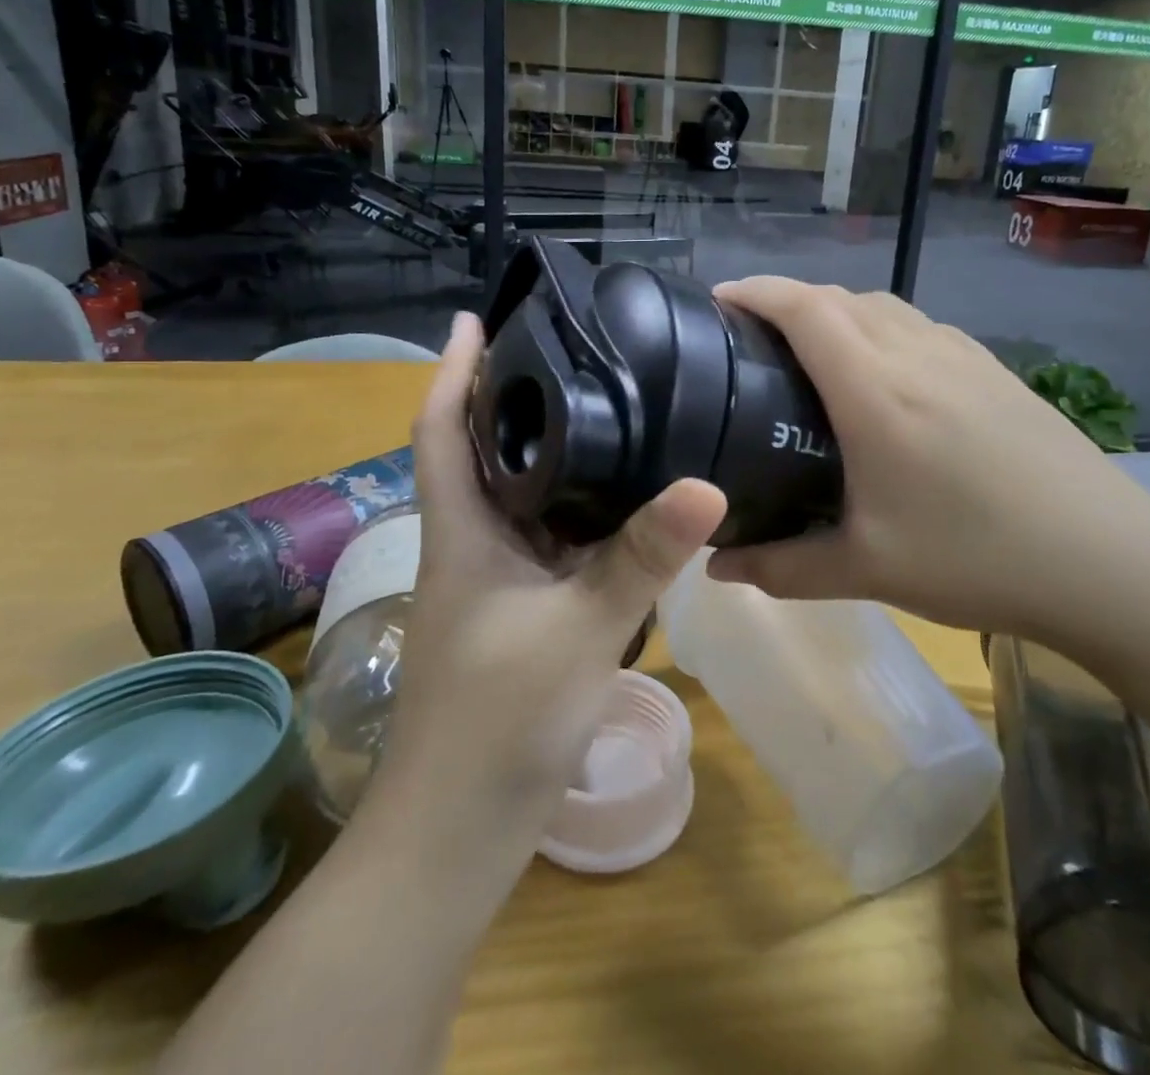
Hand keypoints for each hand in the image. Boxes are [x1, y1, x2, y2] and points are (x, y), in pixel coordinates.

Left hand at [378, 312, 726, 841]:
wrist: (460, 830)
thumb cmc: (498, 722)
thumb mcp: (579, 628)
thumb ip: (642, 557)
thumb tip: (707, 484)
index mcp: (463, 531)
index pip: (441, 430)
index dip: (451, 371)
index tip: (474, 320)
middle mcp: (474, 543)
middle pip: (483, 452)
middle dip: (511, 397)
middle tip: (567, 350)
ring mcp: (496, 580)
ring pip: (522, 497)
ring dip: (549, 453)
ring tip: (605, 405)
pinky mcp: (521, 611)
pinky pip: (550, 539)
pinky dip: (578, 509)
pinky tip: (623, 498)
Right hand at [706, 279, 1149, 644]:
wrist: (1106, 562)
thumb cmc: (976, 559)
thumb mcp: (867, 570)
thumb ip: (782, 568)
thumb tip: (716, 568)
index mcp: (876, 392)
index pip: (805, 309)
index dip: (756, 291)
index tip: (719, 298)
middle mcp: (916, 355)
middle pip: (839, 298)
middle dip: (788, 300)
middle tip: (753, 337)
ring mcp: (963, 357)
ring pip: (883, 306)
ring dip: (837, 311)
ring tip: (811, 351)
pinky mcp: (995, 371)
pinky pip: (920, 325)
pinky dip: (880, 327)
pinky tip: (884, 374)